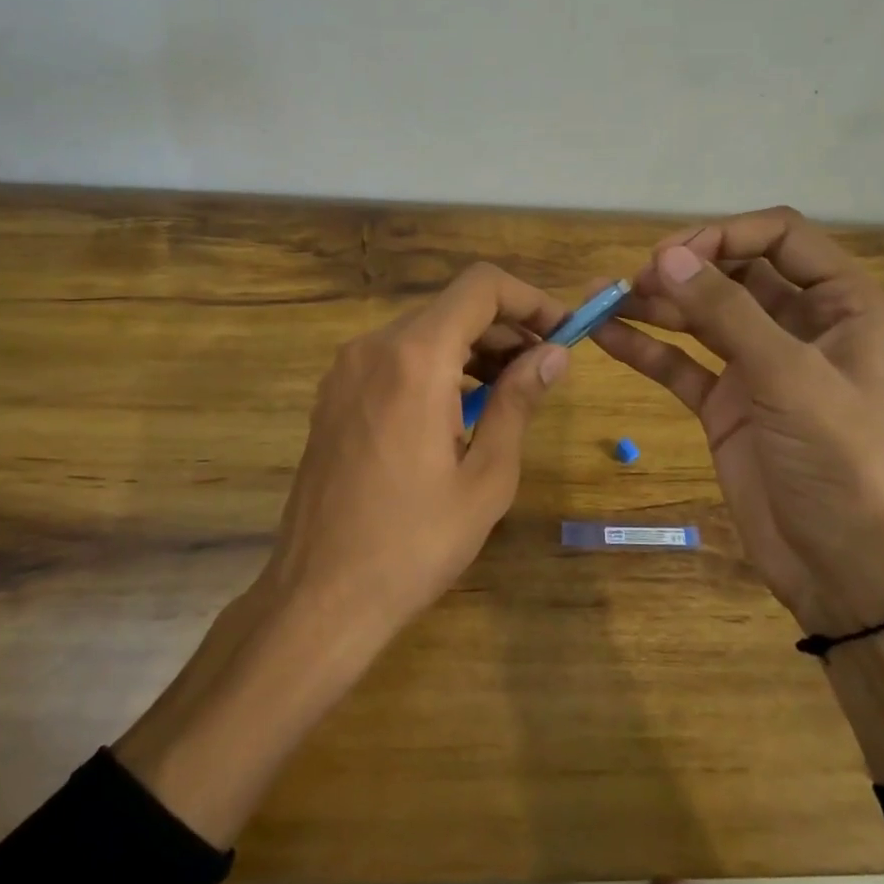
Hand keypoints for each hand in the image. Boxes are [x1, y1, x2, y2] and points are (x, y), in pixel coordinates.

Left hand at [117, 263, 569, 844]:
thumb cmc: (414, 542)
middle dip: (506, 328)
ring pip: (423, 332)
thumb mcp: (486, 475)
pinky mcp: (334, 396)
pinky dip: (437, 367)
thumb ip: (519, 401)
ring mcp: (346, 370)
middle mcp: (374, 347)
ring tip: (511, 392)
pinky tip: (461, 410)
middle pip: (452, 308)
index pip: (480, 286)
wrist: (319, 596)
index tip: (563, 331)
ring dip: (472, 349)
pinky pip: (395, 360)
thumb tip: (554, 354)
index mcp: (415, 358)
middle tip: (546, 369)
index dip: (530, 299)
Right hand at [592, 207, 883, 633]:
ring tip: (602, 299)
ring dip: (655, 305)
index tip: (673, 255)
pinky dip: (646, 348)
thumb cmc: (839, 461)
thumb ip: (727, 313)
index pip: (780, 237)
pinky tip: (606, 335)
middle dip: (683, 269)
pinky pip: (681, 363)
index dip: (725, 233)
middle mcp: (799, 325)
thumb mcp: (789, 378)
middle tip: (634, 281)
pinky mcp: (726, 403)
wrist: (844, 566)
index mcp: (842, 304)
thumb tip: (667, 256)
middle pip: (733, 272)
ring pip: (700, 316)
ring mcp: (758, 365)